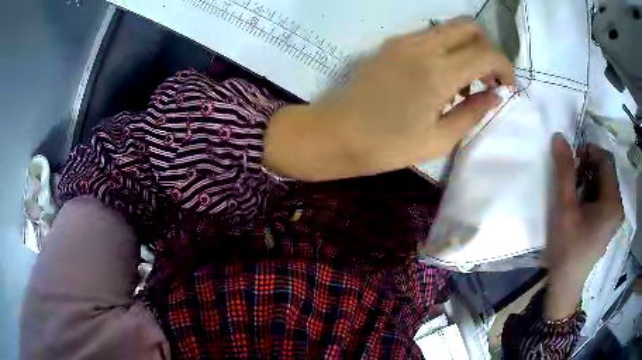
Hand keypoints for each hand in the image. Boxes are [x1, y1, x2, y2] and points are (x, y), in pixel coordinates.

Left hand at [264, 18, 514, 180]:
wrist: (336, 134)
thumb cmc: (387, 146)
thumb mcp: (439, 139)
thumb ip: (473, 112)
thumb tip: (497, 95)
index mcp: (439, 72)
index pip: (487, 53)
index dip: (505, 67)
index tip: (508, 86)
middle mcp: (423, 46)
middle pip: (469, 26)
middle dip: (487, 49)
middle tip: (488, 79)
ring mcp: (403, 41)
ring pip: (449, 28)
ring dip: (467, 48)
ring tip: (465, 84)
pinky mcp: (391, 45)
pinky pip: (429, 36)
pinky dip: (446, 48)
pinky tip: (442, 77)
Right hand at [544, 134, 623, 319]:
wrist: (565, 284)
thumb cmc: (567, 248)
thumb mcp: (564, 207)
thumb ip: (564, 171)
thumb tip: (559, 137)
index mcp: (613, 202)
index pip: (605, 160)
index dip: (588, 151)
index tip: (571, 158)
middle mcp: (618, 206)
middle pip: (606, 171)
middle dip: (588, 166)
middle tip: (571, 176)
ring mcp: (614, 216)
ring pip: (604, 183)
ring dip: (589, 179)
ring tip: (574, 191)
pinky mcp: (608, 223)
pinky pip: (603, 196)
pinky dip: (591, 192)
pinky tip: (580, 204)